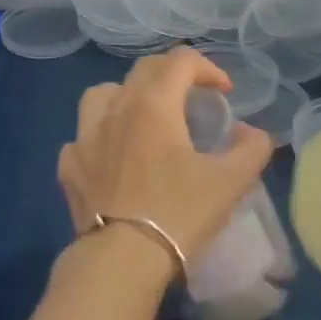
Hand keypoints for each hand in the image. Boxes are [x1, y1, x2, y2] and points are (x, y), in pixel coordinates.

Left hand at [58, 48, 273, 280]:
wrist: (122, 258)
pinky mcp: (68, 166)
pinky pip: (81, 137)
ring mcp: (84, 137)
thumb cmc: (179, 213)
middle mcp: (115, 109)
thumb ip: (251, 148)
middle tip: (191, 99)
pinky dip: (99, 138)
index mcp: (153, 105)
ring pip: (101, 95)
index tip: (224, 93)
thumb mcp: (230, 181)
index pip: (180, 61)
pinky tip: (111, 158)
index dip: (208, 68)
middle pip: (142, 70)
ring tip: (143, 119)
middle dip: (172, 75)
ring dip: (126, 96)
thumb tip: (252, 132)